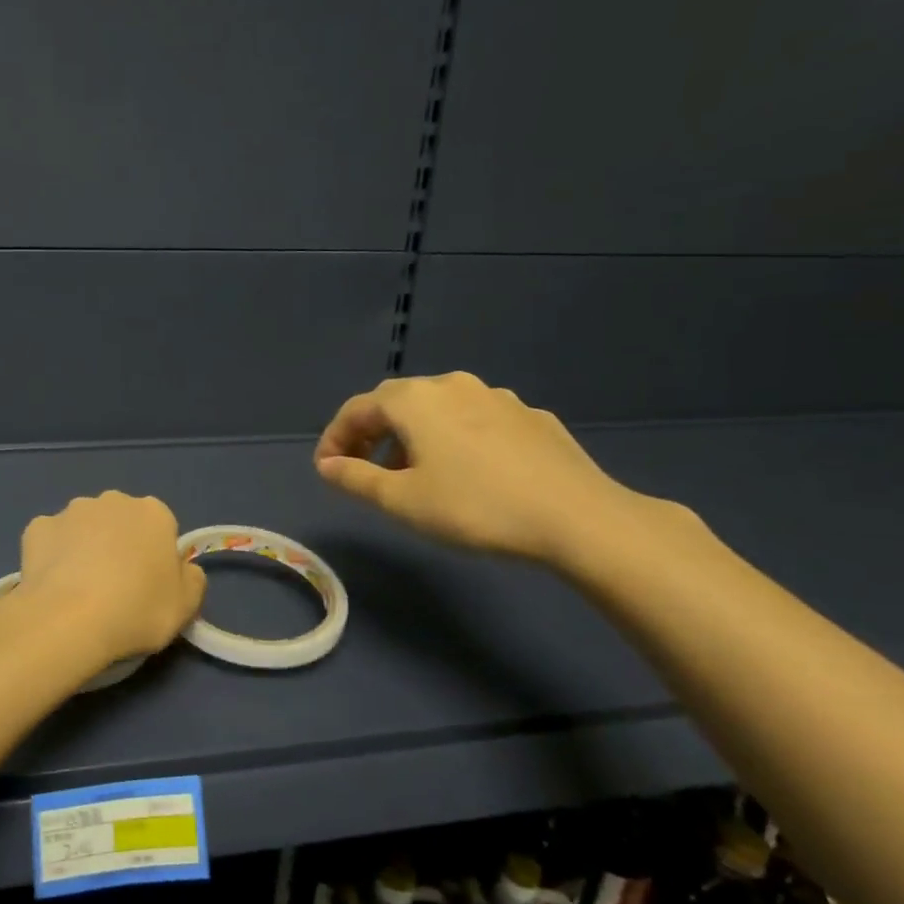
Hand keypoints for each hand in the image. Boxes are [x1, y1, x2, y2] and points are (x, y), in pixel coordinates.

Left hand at [17, 491, 206, 665]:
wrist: (68, 620)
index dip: (156, 557)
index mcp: (153, 513)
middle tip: (116, 588)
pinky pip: (51, 540)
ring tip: (80, 590)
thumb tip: (184, 569)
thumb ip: (191, 579)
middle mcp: (112, 501)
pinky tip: (53, 584)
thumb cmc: (136, 611)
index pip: (161, 528)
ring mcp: (71, 511)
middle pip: (121, 521)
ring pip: (84, 527)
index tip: (149, 586)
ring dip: (85, 547)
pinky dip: (53, 556)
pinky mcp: (37, 527)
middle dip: (119, 544)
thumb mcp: (186, 605)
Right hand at [313, 372, 650, 564]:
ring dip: (414, 437)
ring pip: (439, 411)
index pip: (357, 409)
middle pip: (397, 403)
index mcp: (415, 400)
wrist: (578, 517)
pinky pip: (476, 422)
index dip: (334, 438)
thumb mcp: (401, 500)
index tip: (326, 469)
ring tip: (414, 475)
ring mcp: (498, 398)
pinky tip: (468, 473)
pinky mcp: (532, 418)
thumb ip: (355, 479)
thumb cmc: (474, 507)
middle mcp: (453, 386)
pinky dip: (455, 440)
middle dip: (373, 434)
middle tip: (363, 470)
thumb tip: (327, 465)